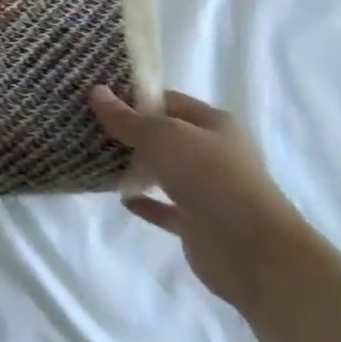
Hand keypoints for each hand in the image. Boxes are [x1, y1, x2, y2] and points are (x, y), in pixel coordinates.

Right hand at [88, 85, 312, 312]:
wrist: (252, 251)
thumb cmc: (209, 177)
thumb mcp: (161, 136)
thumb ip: (126, 118)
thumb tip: (95, 91)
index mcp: (214, 124)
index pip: (168, 101)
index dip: (134, 97)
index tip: (97, 97)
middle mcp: (214, 154)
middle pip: (165, 136)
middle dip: (130, 132)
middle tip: (88, 125)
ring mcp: (208, 190)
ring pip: (164, 171)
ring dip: (136, 167)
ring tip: (96, 157)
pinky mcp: (198, 223)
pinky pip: (165, 207)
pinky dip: (145, 202)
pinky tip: (121, 197)